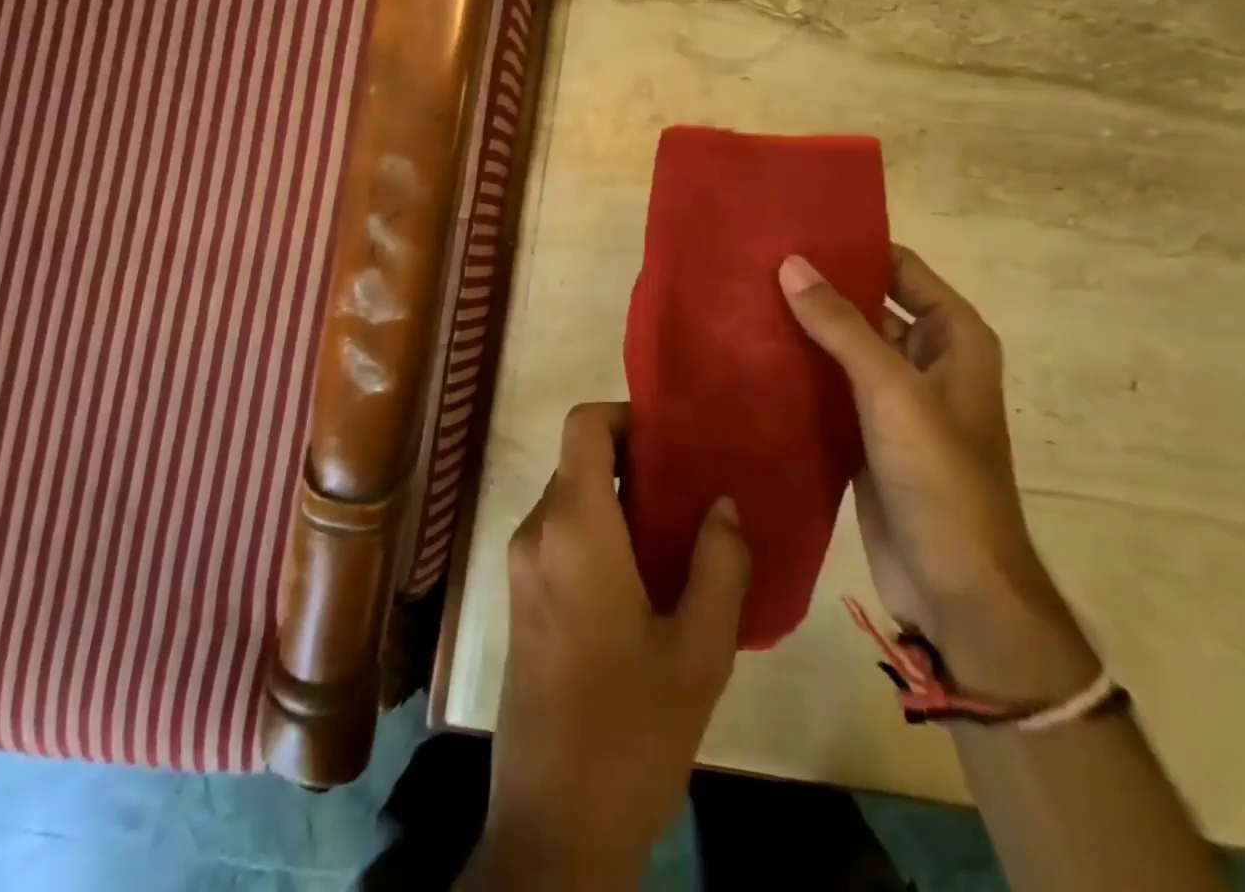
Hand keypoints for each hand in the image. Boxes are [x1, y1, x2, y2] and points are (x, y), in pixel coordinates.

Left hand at [464, 402, 749, 889]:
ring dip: (619, 500)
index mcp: (574, 527)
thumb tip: (723, 502)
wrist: (552, 829)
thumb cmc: (631, 733)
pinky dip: (600, 531)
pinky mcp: (521, 598)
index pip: (582, 425)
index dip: (625, 415)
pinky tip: (646, 577)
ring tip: (679, 534)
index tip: (673, 442)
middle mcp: (537, 531)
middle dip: (634, 462)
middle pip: (579, 461)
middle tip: (692, 490)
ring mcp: (522, 566)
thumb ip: (719, 564)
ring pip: (571, 498)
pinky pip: (561, 534)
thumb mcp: (699, 651)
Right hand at [778, 247, 1097, 701]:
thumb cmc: (939, 476)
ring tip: (741, 301)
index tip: (794, 228)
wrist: (956, 587)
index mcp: (953, 337)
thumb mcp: (891, 390)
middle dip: (818, 287)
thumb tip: (791, 263)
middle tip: (754, 263)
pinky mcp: (866, 433)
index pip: (899, 267)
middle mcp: (926, 359)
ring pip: (843, 347)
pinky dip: (798, 371)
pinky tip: (751, 356)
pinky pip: (829, 387)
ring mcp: (895, 399)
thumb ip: (841, 325)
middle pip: (867, 304)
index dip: (853, 245)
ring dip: (803, 329)